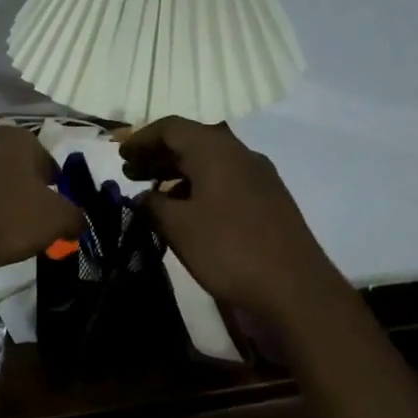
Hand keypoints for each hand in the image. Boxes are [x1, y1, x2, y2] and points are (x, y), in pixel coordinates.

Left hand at [0, 124, 82, 281]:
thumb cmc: (7, 217)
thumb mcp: (57, 219)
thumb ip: (75, 216)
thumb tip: (77, 221)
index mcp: (16, 137)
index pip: (49, 162)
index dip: (58, 190)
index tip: (57, 216)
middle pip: (21, 173)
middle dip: (31, 197)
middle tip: (37, 227)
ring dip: (6, 207)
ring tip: (12, 237)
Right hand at [120, 116, 343, 322]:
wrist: (297, 290)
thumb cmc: (230, 250)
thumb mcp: (179, 227)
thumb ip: (152, 205)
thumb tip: (142, 197)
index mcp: (216, 151)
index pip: (172, 128)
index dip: (142, 138)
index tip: (120, 154)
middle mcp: (240, 154)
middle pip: (192, 141)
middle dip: (158, 155)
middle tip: (130, 173)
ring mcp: (258, 176)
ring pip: (209, 162)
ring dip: (177, 172)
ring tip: (152, 195)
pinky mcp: (268, 199)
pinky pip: (225, 180)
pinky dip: (198, 187)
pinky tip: (186, 212)